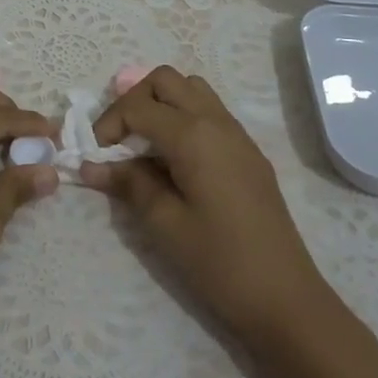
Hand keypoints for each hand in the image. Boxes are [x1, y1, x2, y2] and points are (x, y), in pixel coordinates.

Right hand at [87, 67, 371, 357]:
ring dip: (161, 103)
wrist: (285, 298)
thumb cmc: (219, 262)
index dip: (109, 124)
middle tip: (118, 141)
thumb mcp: (164, 224)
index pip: (138, 105)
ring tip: (145, 144)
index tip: (96, 157)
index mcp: (193, 135)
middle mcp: (216, 121)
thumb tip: (91, 166)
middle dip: (134, 100)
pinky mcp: (247, 151)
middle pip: (165, 80)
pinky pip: (209, 111)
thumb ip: (128, 184)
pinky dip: (183, 117)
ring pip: (191, 88)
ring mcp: (237, 134)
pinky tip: (174, 159)